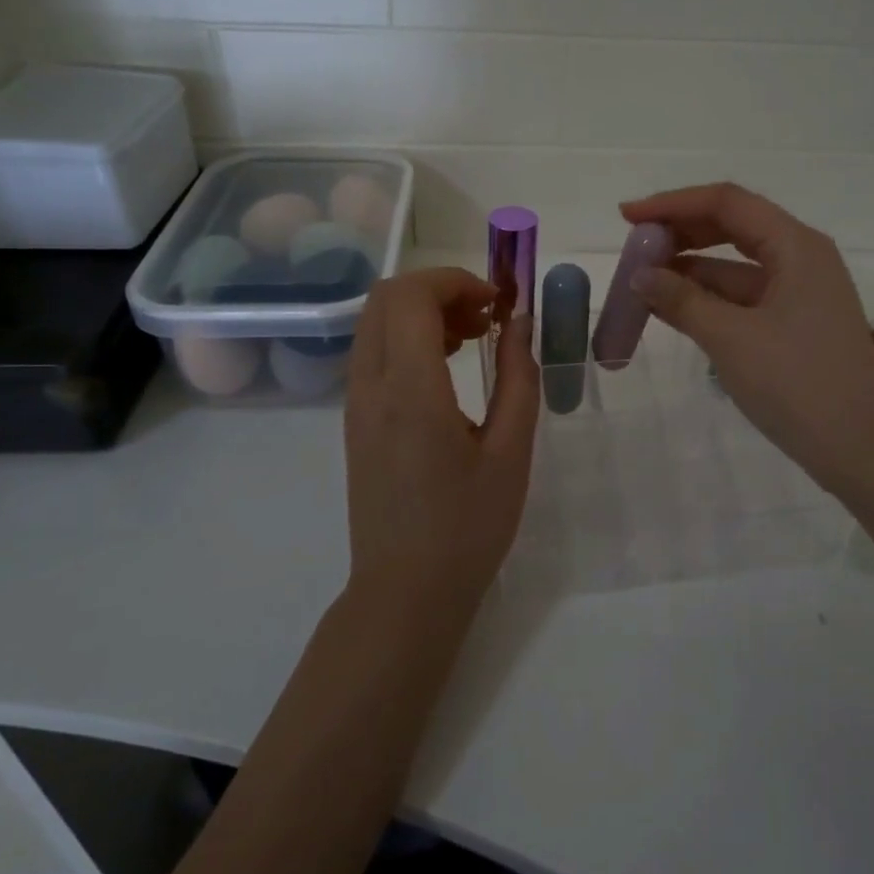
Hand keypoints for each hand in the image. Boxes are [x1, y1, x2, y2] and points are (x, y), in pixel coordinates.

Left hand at [343, 268, 539, 611]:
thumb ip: (518, 377)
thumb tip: (519, 323)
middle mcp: (370, 387)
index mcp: (410, 391)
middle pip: (385, 297)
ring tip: (472, 340)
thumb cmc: (468, 527)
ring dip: (422, 312)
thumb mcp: (511, 451)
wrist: (406, 593)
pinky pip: (372, 352)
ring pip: (374, 322)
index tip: (498, 305)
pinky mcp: (354, 421)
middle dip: (438, 290)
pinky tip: (446, 369)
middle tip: (485, 318)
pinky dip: (407, 338)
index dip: (456, 281)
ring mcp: (354, 404)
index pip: (411, 296)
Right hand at [619, 183, 873, 493]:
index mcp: (796, 246)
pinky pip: (743, 297)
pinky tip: (672, 308)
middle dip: (681, 233)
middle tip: (634, 248)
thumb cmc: (797, 384)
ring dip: (690, 270)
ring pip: (735, 265)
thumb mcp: (731, 339)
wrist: (859, 448)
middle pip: (732, 227)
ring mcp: (800, 291)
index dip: (673, 204)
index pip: (727, 202)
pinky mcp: (795, 323)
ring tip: (642, 281)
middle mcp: (802, 257)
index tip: (627, 217)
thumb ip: (682, 301)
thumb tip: (639, 276)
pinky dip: (708, 299)